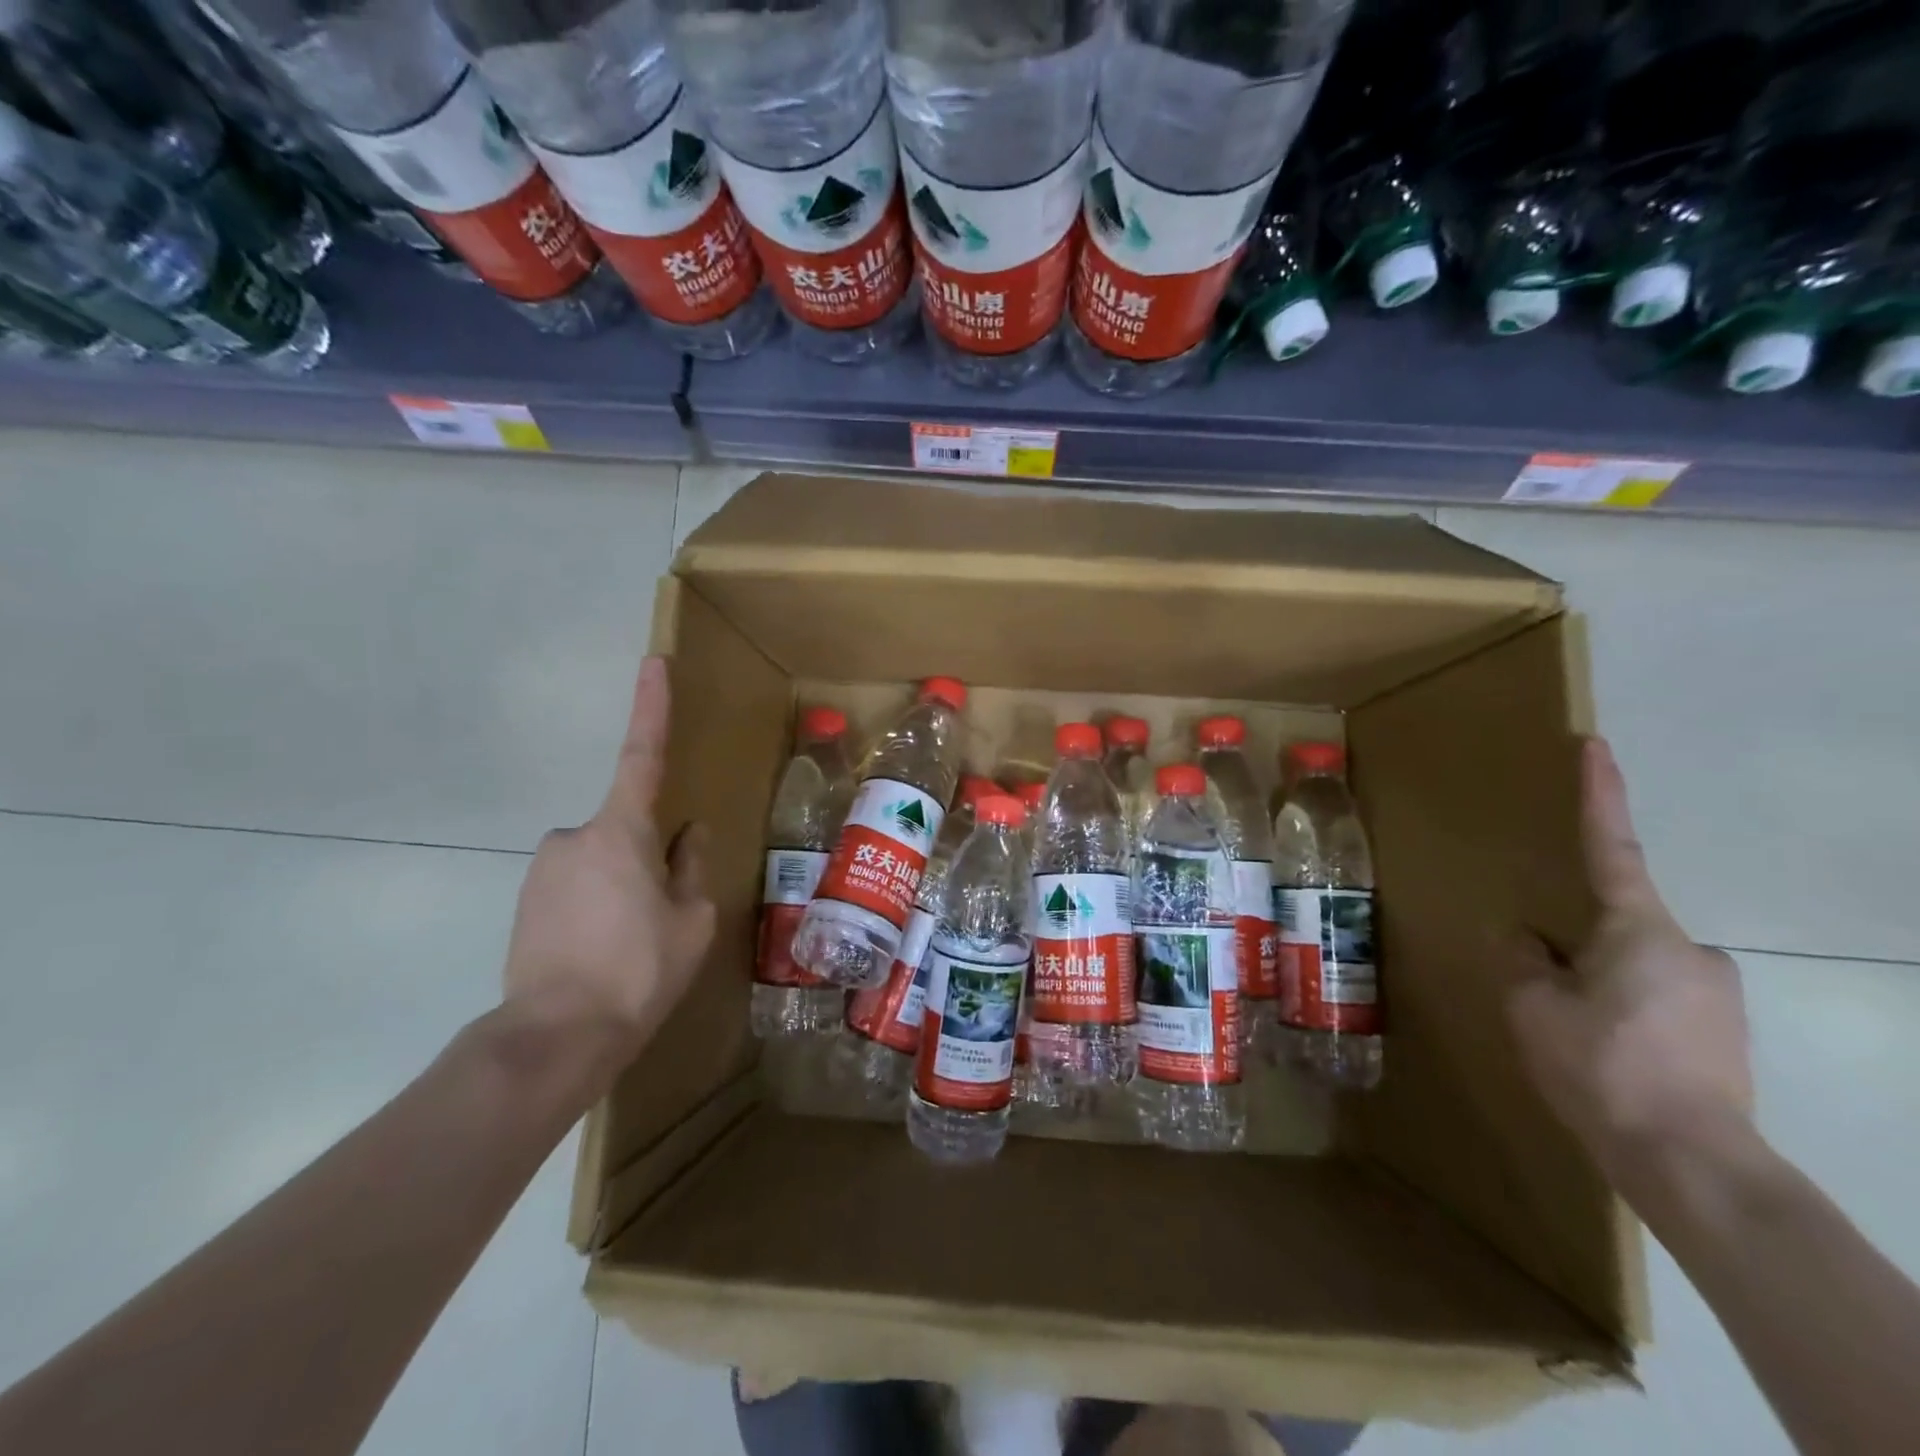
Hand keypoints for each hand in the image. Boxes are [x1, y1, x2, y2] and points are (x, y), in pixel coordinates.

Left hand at [502, 656, 715, 1087]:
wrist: (555, 1037)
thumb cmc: (638, 969)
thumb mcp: (691, 919)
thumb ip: (691, 866)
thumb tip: (688, 833)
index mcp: (621, 831)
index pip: (642, 755)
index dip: (651, 707)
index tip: (652, 662)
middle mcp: (573, 837)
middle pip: (626, 830)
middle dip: (648, 859)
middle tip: (661, 917)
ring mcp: (543, 870)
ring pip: (601, 863)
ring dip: (621, 889)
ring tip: (630, 946)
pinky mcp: (524, 902)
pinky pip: (575, 888)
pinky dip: (595, 908)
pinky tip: (601, 954)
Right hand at [1507, 737, 1753, 1188]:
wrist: (1692, 1163)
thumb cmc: (1601, 1066)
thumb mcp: (1532, 1006)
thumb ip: (1523, 960)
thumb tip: (1526, 938)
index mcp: (1639, 930)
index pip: (1610, 846)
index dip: (1599, 794)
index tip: (1596, 746)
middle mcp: (1691, 949)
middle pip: (1617, 925)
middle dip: (1580, 947)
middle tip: (1551, 991)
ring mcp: (1718, 994)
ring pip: (1636, 969)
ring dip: (1601, 986)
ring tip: (1577, 1036)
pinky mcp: (1729, 1034)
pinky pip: (1659, 1002)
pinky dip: (1626, 1014)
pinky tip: (1609, 1057)